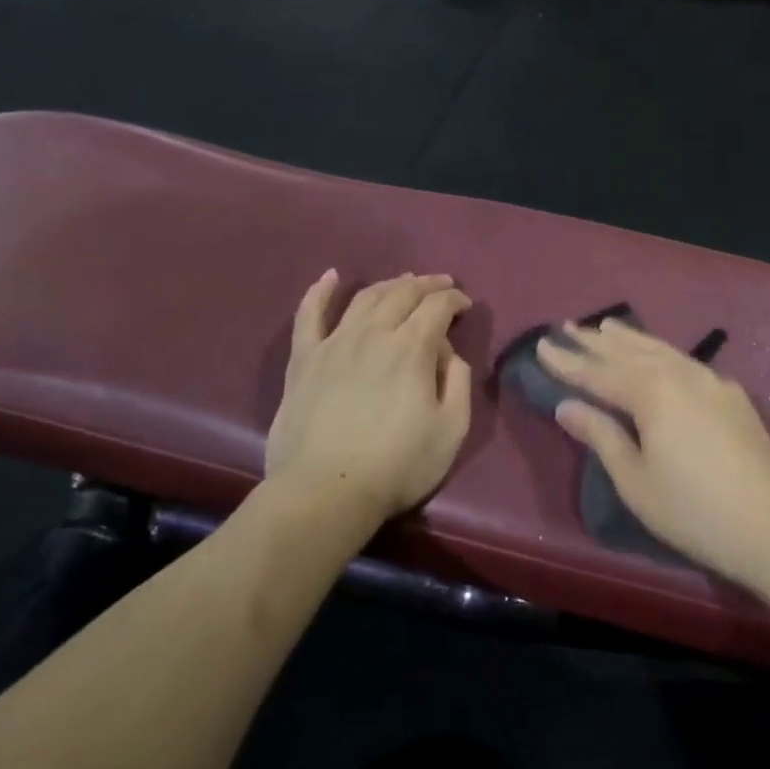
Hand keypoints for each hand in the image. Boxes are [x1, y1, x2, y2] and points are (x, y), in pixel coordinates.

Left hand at [266, 270, 473, 521]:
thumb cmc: (398, 465)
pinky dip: (320, 291)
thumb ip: (457, 381)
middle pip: (403, 294)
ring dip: (389, 284)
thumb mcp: (452, 429)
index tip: (465, 306)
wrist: (326, 491)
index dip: (455, 299)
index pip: (437, 306)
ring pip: (365, 298)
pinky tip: (331, 277)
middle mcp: (374, 333)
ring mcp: (334, 342)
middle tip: (442, 284)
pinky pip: (309, 315)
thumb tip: (446, 353)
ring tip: (404, 282)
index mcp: (412, 348)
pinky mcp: (304, 359)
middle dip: (427, 284)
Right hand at [536, 319, 769, 590]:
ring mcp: (711, 380)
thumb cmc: (693, 511)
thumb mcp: (635, 480)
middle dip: (594, 341)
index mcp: (651, 393)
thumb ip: (601, 435)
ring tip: (605, 326)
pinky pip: (685, 360)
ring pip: (660, 350)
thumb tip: (567, 406)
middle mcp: (680, 374)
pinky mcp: (731, 394)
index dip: (567, 362)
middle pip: (628, 352)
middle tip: (566, 327)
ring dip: (629, 338)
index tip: (541, 345)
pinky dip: (661, 351)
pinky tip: (658, 354)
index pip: (598, 373)